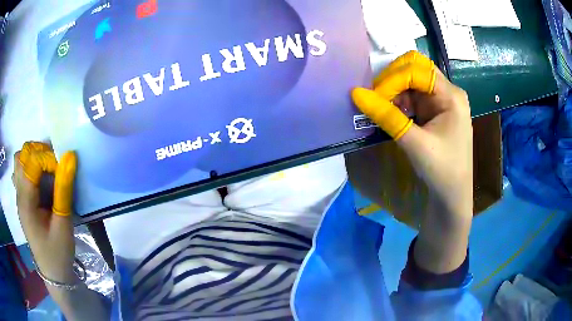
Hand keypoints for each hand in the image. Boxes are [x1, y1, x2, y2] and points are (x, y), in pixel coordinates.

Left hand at [13, 142, 77, 283]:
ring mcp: (19, 197)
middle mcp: (19, 194)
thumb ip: (64, 190)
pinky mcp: (22, 200)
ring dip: (32, 157)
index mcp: (26, 202)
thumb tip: (70, 157)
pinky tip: (38, 179)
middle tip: (54, 165)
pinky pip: (20, 172)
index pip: (32, 163)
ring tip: (46, 168)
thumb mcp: (63, 225)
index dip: (48, 158)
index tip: (63, 170)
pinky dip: (29, 166)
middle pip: (22, 156)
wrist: (53, 274)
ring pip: (19, 161)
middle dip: (38, 152)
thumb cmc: (58, 252)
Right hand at [352, 51, 472, 218]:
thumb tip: (356, 93)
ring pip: (412, 81)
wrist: (453, 195)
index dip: (393, 79)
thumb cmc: (441, 170)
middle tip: (376, 97)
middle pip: (416, 69)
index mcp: (451, 95)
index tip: (374, 97)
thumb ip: (387, 116)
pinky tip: (391, 113)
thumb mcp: (414, 143)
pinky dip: (399, 100)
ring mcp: (442, 100)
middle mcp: (448, 91)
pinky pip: (413, 96)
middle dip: (393, 79)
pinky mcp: (435, 110)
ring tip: (381, 108)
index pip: (417, 71)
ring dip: (394, 90)